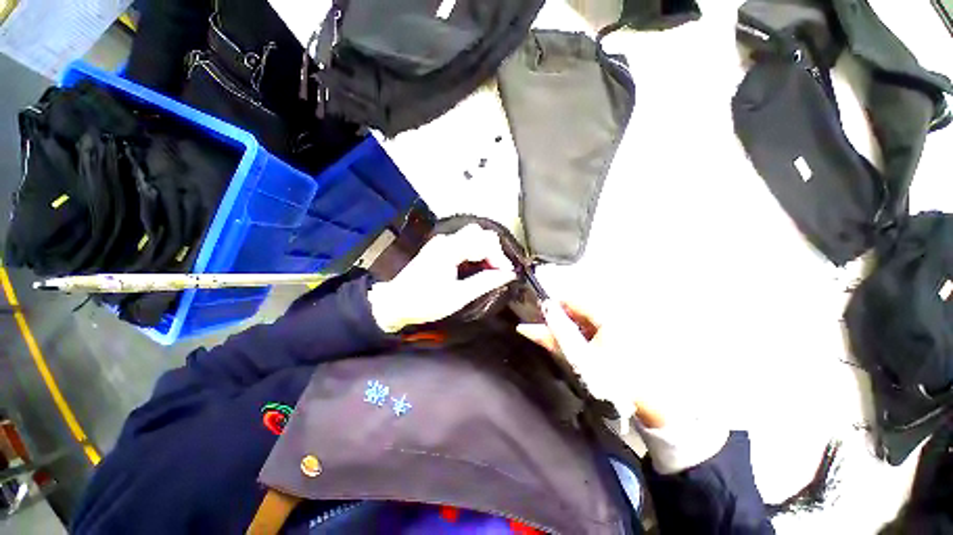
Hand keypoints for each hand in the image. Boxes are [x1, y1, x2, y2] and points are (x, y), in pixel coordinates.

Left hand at [368, 224, 515, 332]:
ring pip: (471, 236)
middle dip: (494, 251)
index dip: (500, 258)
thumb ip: (484, 283)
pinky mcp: (438, 249)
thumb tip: (507, 275)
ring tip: (491, 271)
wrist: (396, 303)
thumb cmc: (425, 302)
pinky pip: (463, 242)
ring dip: (485, 250)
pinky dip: (474, 252)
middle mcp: (445, 241)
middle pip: (479, 233)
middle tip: (500, 272)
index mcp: (449, 250)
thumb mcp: (458, 297)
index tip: (507, 275)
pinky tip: (477, 268)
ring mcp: (440, 243)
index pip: (484, 243)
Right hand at [516, 303, 666, 428]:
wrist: (643, 397)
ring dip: (575, 330)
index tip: (538, 320)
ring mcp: (624, 323)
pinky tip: (585, 351)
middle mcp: (618, 312)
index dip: (553, 308)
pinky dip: (589, 336)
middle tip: (549, 336)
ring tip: (567, 347)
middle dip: (564, 321)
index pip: (573, 299)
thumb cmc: (611, 378)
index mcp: (608, 313)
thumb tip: (525, 327)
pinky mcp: (627, 333)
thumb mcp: (578, 359)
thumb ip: (552, 339)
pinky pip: (601, 328)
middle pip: (582, 308)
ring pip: (591, 319)